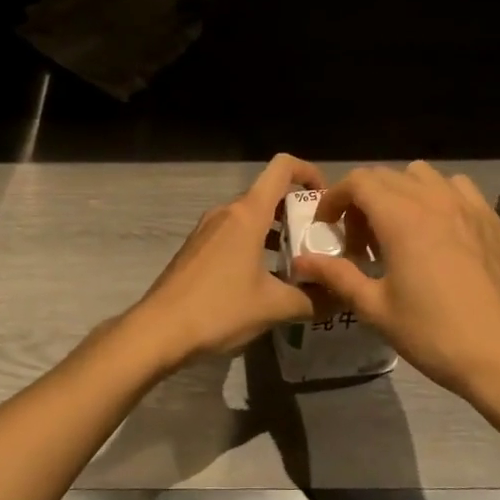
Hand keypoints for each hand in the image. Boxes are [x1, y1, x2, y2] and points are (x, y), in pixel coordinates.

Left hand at [126, 154, 323, 368]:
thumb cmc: (219, 309)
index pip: (282, 168)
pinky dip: (255, 245)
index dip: (309, 171)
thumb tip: (342, 298)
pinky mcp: (196, 249)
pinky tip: (265, 280)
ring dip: (276, 233)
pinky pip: (233, 234)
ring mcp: (207, 230)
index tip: (327, 199)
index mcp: (247, 214)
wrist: (158, 331)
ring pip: (250, 218)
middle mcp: (226, 212)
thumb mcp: (273, 307)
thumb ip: (313, 300)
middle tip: (321, 243)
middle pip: (268, 195)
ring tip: (298, 264)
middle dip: (298, 213)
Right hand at [291, 161, 499, 418]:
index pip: (358, 181)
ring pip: (424, 177)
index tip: (327, 227)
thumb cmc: (436, 334)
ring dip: (401, 194)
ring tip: (399, 231)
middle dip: (363, 200)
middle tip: (359, 241)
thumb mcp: (377, 308)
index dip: (335, 198)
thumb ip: (337, 276)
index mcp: (402, 217)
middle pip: (387, 176)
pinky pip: (458, 189)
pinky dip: (438, 198)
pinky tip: (439, 234)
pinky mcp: (494, 220)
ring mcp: (470, 205)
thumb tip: (302, 262)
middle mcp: (435, 199)